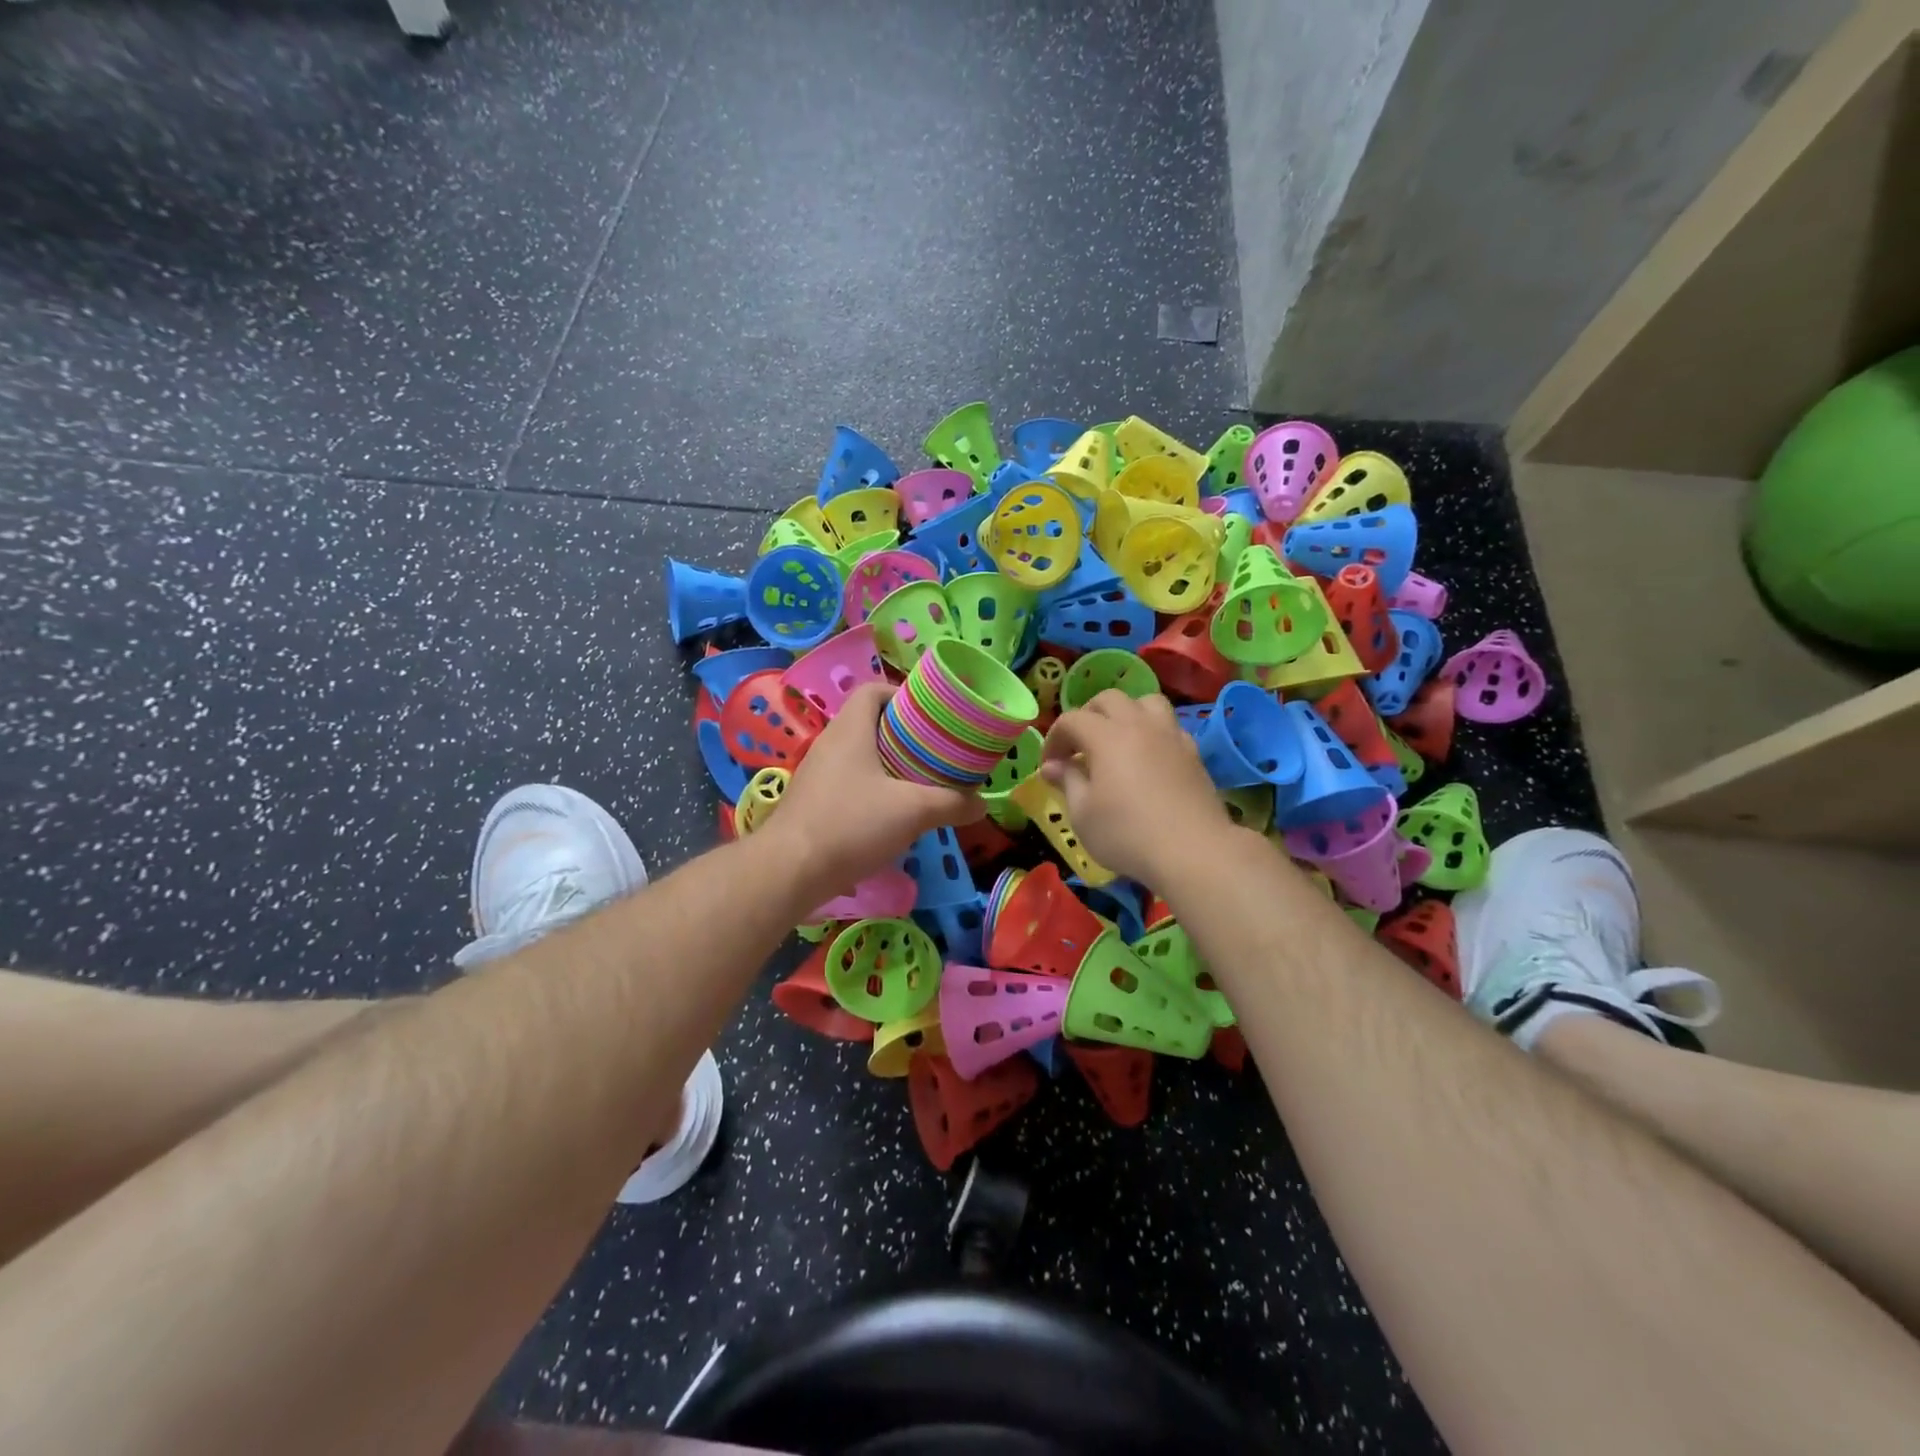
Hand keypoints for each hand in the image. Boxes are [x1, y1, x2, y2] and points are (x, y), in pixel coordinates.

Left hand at [766, 683, 983, 897]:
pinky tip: (892, 815)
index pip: (873, 690)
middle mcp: (829, 744)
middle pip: (869, 723)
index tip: (931, 716)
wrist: (789, 871)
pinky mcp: (812, 803)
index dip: (902, 695)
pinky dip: (873, 790)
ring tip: (920, 783)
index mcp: (849, 729)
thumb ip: (951, 803)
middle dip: (904, 735)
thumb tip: (981, 803)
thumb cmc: (851, 824)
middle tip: (935, 752)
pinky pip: (849, 783)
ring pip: (860, 757)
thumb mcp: (912, 811)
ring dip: (889, 765)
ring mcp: (817, 775)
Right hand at [1040, 690, 1229, 885]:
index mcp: (1106, 736)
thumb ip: (1068, 781)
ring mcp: (1170, 736)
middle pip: (1109, 699)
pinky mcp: (1193, 753)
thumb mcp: (1083, 814)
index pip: (1072, 719)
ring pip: (1146, 702)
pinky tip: (1148, 758)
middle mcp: (1139, 725)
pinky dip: (1153, 731)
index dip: (1054, 738)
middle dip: (1087, 716)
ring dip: (1126, 713)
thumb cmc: (1126, 834)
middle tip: (1078, 746)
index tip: (1049, 765)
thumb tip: (1052, 766)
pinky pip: (1169, 726)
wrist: (1193, 852)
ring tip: (1118, 740)